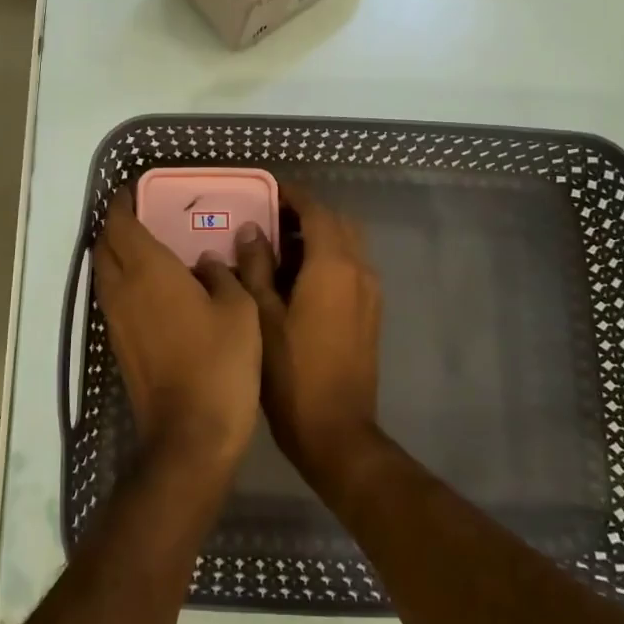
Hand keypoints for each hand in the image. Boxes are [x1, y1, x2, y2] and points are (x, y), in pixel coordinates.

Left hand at [92, 188, 261, 481]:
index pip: (120, 224)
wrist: (190, 434)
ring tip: (146, 246)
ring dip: (115, 254)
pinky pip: (113, 297)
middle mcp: (123, 290)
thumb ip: (223, 275)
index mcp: (149, 270)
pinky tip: (152, 288)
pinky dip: (123, 281)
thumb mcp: (240, 309)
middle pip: (104, 246)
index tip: (132, 191)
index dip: (121, 204)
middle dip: (115, 226)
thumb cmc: (220, 363)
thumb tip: (206, 261)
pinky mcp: (119, 346)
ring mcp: (116, 320)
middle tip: (141, 215)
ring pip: (104, 273)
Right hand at [236, 185, 382, 489]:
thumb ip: (257, 267)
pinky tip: (298, 278)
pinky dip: (329, 258)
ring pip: (348, 245)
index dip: (293, 196)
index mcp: (333, 266)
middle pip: (338, 223)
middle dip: (307, 214)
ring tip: (279, 248)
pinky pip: (352, 268)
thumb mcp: (262, 316)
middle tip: (270, 219)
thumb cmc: (291, 373)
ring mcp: (370, 292)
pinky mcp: (370, 312)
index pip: (317, 211)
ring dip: (319, 236)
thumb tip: (252, 229)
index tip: (267, 192)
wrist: (336, 431)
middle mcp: (359, 270)